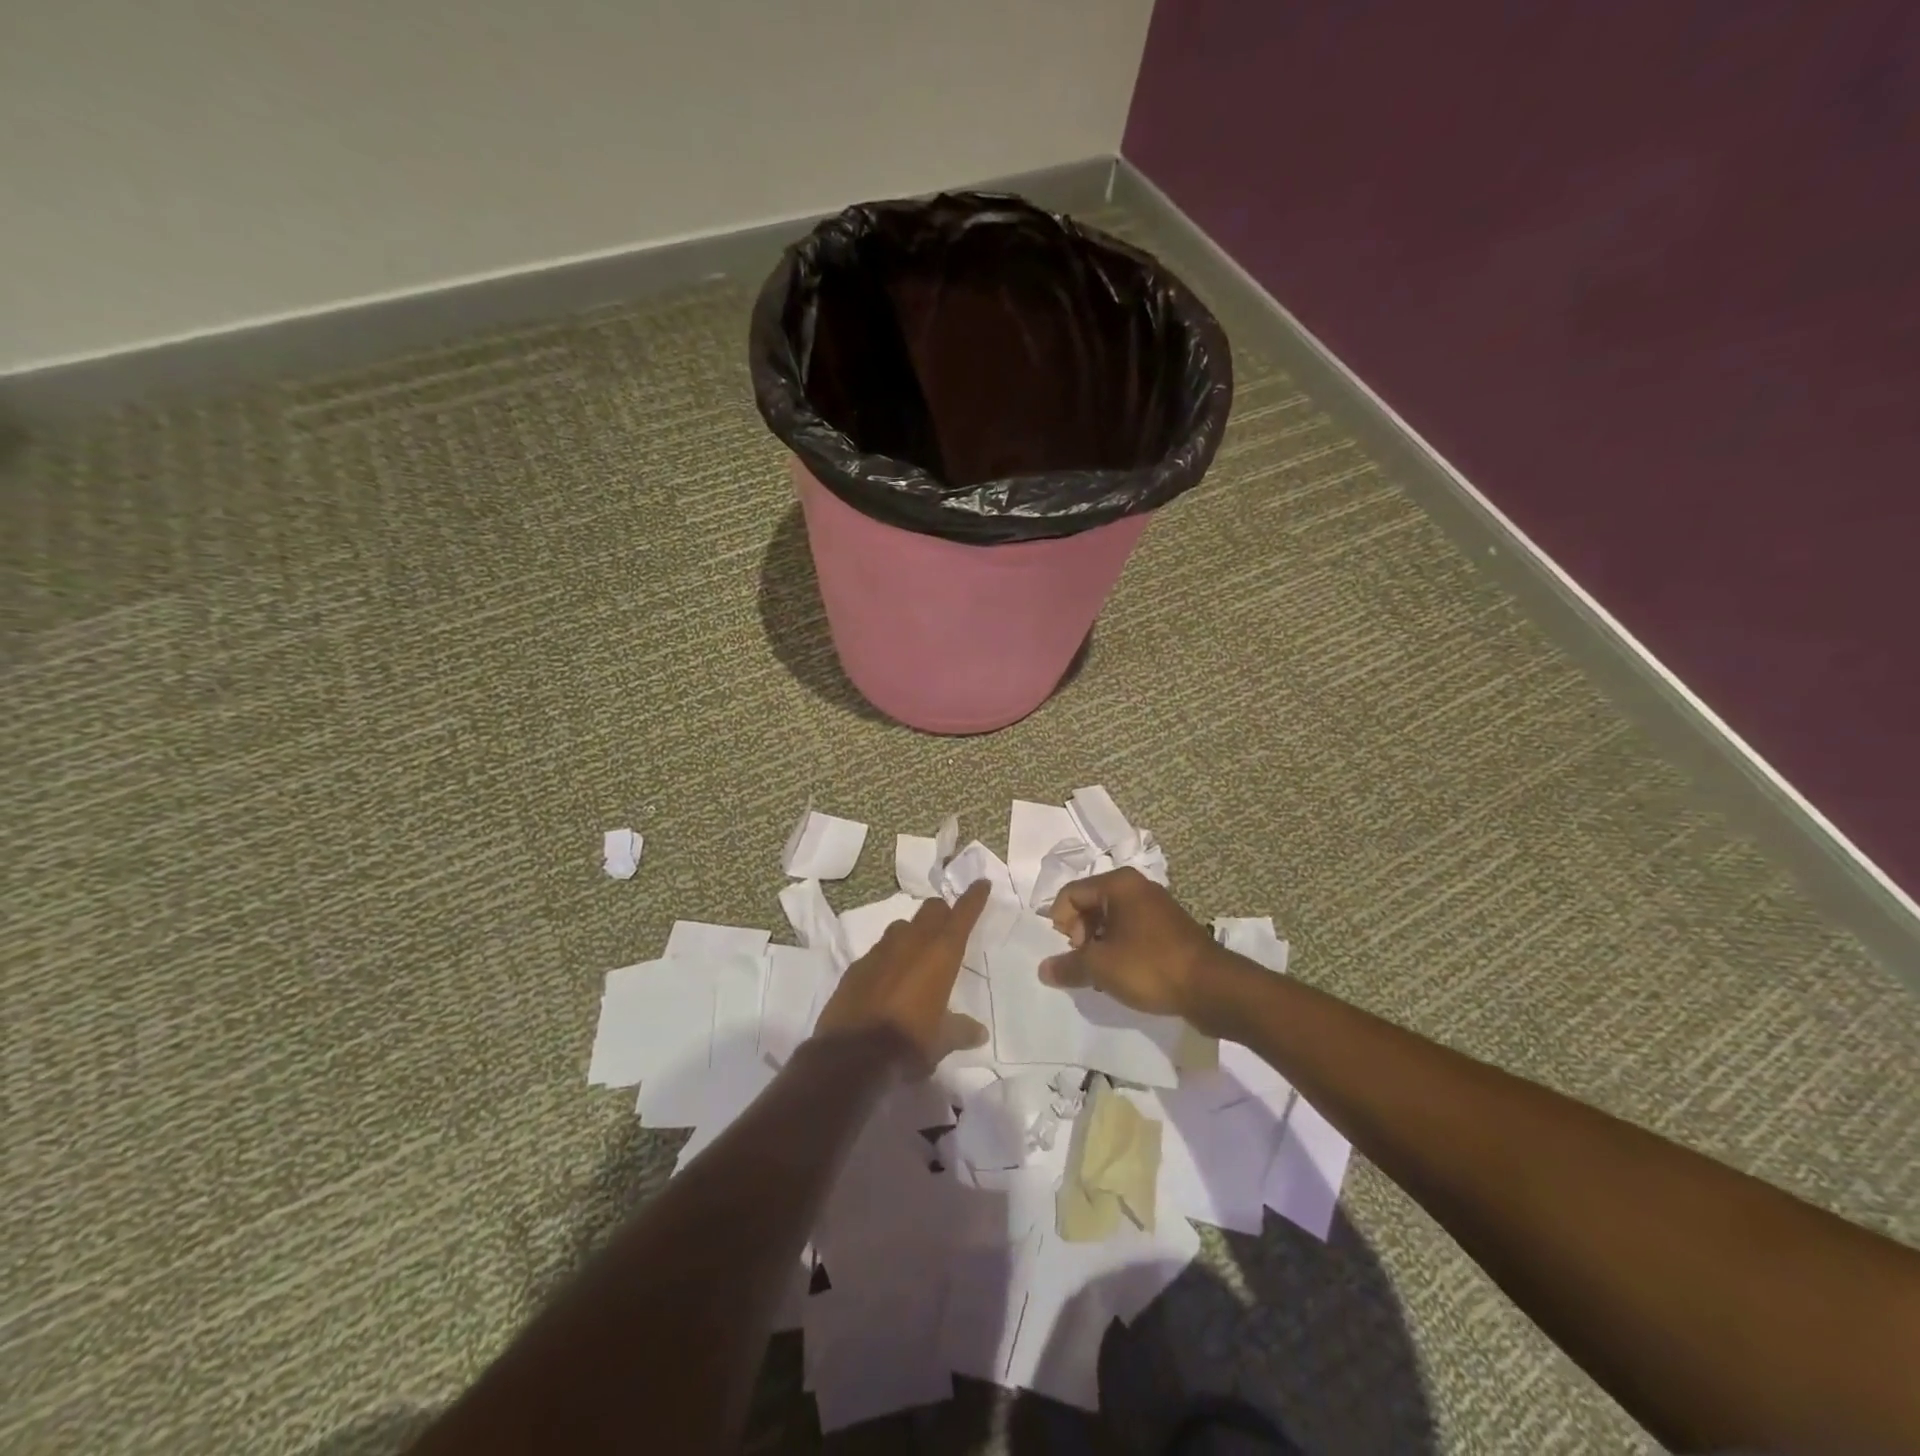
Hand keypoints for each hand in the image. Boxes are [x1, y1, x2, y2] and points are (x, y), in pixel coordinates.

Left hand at [813, 881, 990, 1068]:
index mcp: (940, 954)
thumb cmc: (909, 1043)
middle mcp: (911, 943)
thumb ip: (961, 1030)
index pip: (962, 915)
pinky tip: (888, 976)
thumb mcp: (942, 1041)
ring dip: (913, 932)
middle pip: (930, 910)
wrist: (851, 1056)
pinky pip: (878, 951)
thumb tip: (979, 1032)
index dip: (973, 898)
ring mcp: (880, 951)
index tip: (981, 883)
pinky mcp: (856, 966)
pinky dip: (888, 957)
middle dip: (942, 912)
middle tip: (949, 923)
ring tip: (918, 952)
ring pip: (902, 926)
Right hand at [1041, 868, 1219, 1019]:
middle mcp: (1137, 887)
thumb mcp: (1101, 967)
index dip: (1060, 924)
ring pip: (1111, 921)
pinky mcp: (1169, 929)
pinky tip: (1124, 976)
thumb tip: (1043, 969)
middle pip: (1090, 905)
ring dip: (1099, 946)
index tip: (1069, 953)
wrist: (1213, 988)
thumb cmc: (1150, 966)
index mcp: (1118, 884)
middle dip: (1080, 936)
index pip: (1070, 894)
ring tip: (1102, 975)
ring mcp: (1156, 908)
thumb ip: (1068, 966)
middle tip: (1085, 964)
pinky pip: (1131, 933)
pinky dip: (1120, 951)